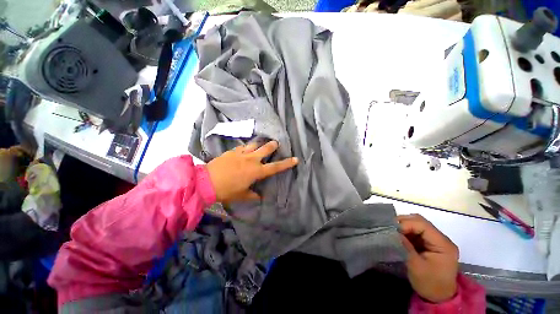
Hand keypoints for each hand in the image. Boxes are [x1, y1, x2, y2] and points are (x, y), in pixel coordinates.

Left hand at [206, 141, 297, 203]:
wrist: (207, 182)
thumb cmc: (227, 190)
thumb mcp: (241, 195)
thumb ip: (252, 195)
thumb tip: (259, 196)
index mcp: (256, 171)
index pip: (275, 167)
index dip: (287, 163)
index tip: (295, 159)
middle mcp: (251, 160)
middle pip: (266, 149)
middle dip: (273, 146)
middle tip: (275, 144)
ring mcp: (241, 153)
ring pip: (254, 144)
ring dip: (259, 143)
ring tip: (261, 142)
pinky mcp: (232, 151)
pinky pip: (242, 147)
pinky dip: (246, 147)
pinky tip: (245, 149)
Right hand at [398, 214, 458, 302]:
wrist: (439, 297)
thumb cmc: (429, 283)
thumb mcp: (415, 266)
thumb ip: (406, 246)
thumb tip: (393, 231)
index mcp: (443, 244)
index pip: (423, 225)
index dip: (406, 224)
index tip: (392, 229)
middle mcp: (442, 239)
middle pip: (421, 222)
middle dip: (404, 222)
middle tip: (390, 227)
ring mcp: (436, 240)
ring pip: (418, 224)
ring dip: (404, 226)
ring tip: (393, 231)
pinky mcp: (430, 243)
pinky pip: (417, 231)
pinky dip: (406, 231)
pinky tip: (399, 235)